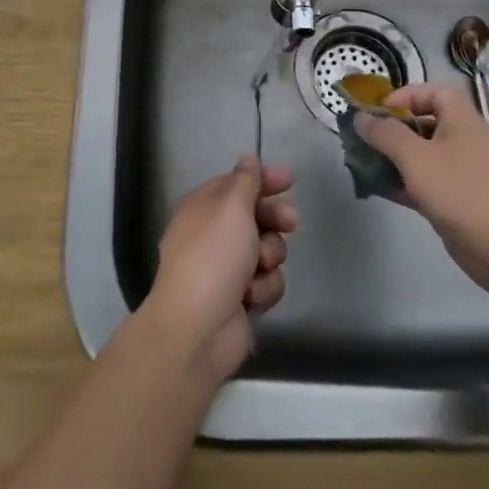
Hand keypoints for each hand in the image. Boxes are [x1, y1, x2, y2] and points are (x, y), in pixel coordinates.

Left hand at [144, 157, 296, 380]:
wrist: (198, 329)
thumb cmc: (213, 256)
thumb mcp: (231, 207)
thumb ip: (245, 181)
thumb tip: (247, 160)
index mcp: (203, 207)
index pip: (237, 184)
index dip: (263, 179)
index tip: (289, 180)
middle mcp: (214, 235)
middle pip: (256, 215)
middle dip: (274, 219)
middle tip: (290, 222)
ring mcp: (227, 269)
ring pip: (267, 250)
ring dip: (269, 257)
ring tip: (258, 267)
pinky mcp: (241, 300)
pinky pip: (267, 282)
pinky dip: (263, 288)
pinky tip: (252, 297)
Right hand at [353, 82, 488, 295]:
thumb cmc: (461, 189)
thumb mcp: (416, 156)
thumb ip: (385, 134)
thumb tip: (360, 117)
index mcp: (459, 119)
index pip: (431, 93)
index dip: (404, 96)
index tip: (378, 112)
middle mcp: (460, 141)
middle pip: (422, 125)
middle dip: (391, 130)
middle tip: (361, 140)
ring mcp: (458, 174)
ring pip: (418, 157)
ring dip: (391, 159)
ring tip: (361, 164)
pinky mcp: (454, 203)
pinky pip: (421, 185)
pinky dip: (400, 184)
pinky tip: (375, 189)